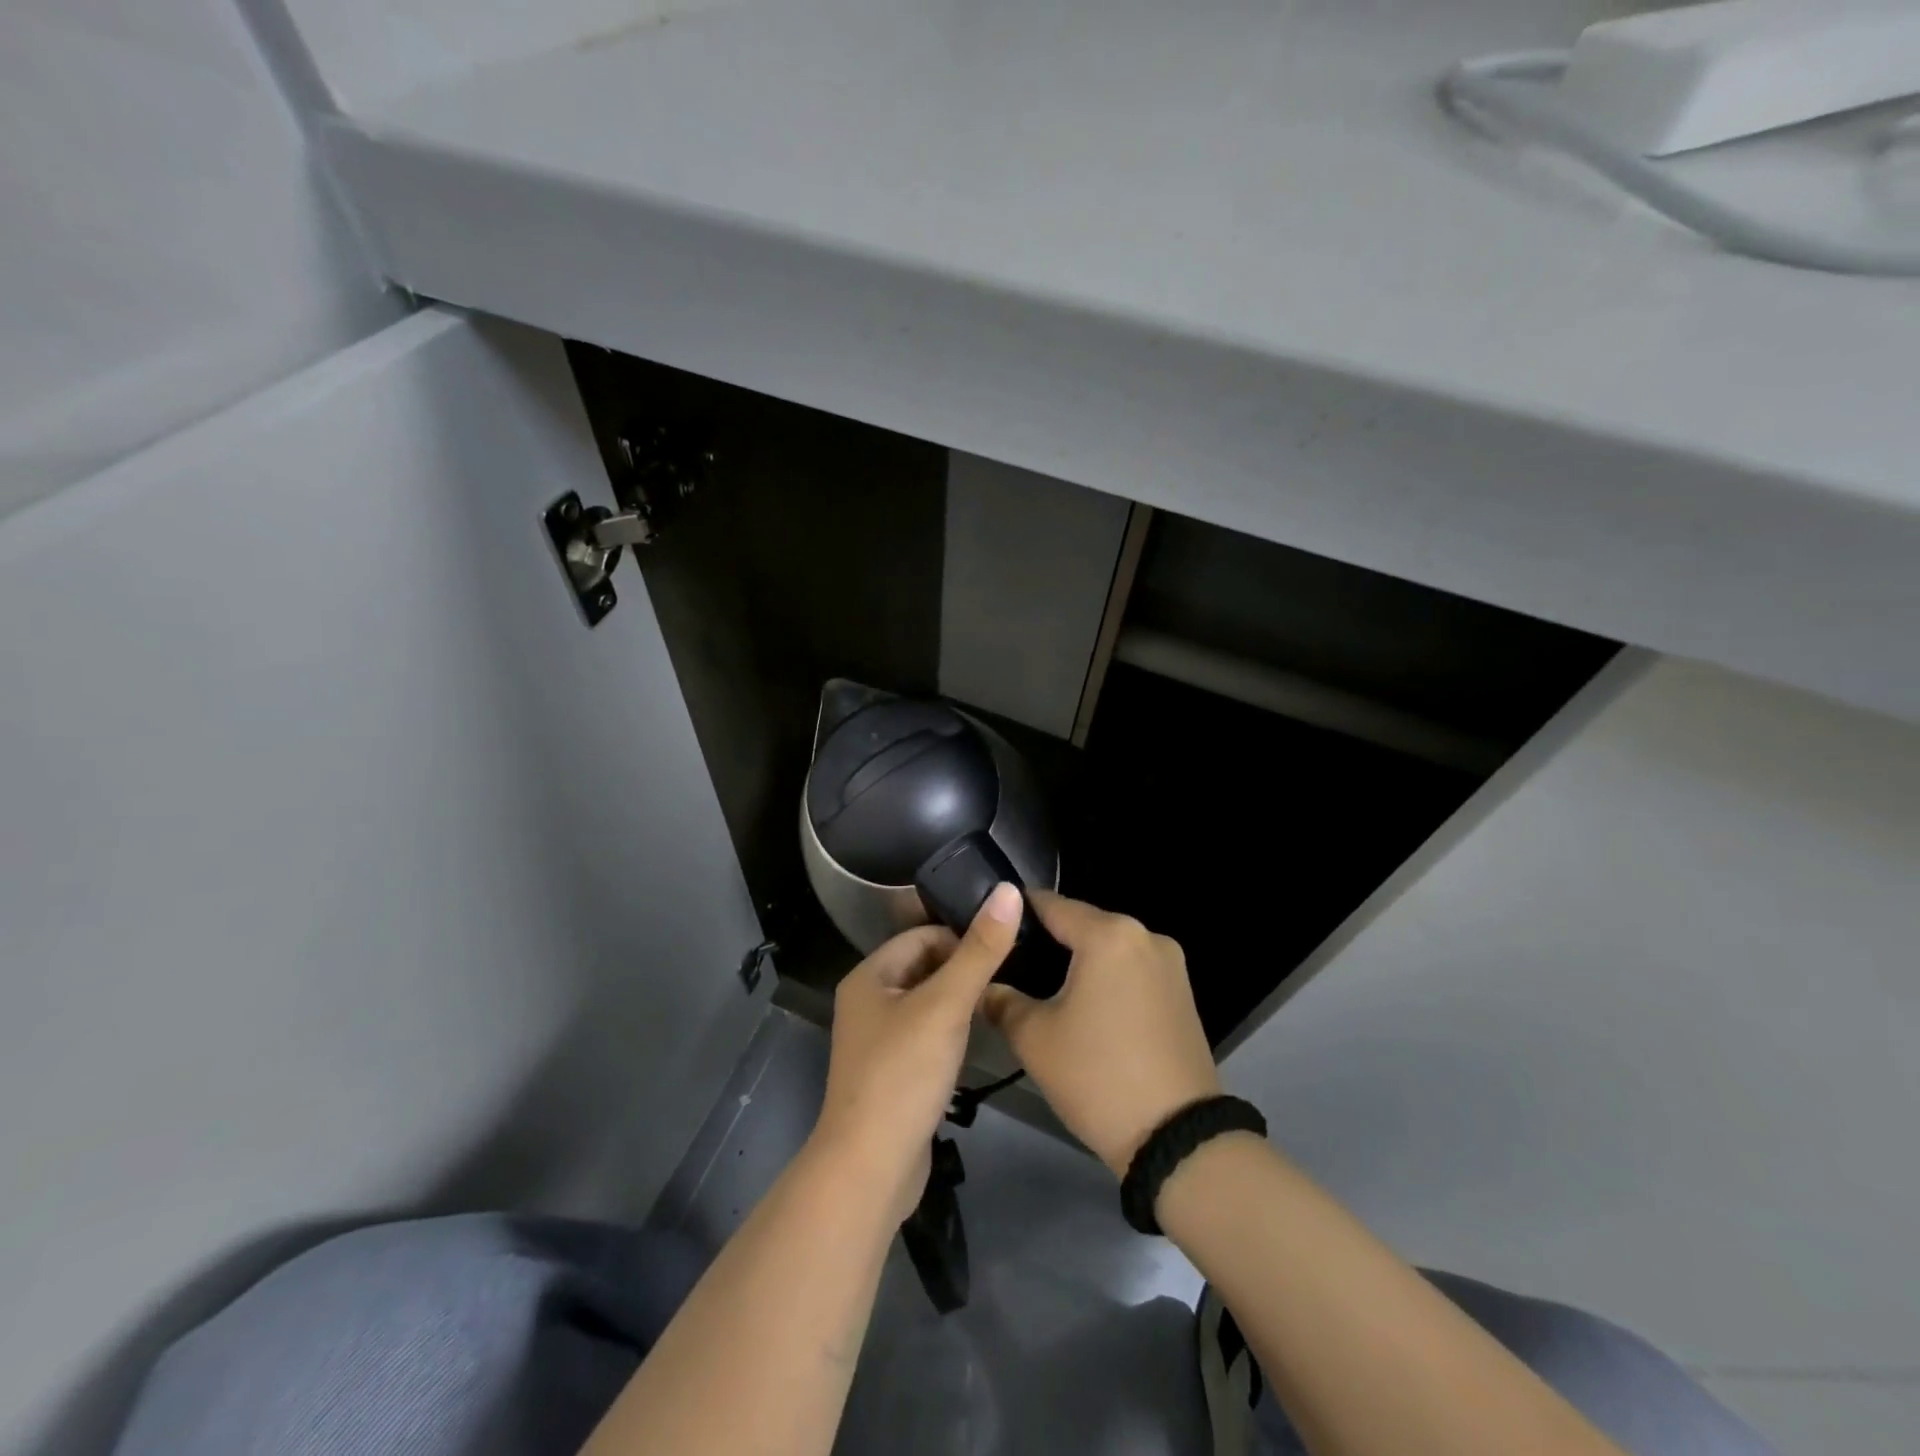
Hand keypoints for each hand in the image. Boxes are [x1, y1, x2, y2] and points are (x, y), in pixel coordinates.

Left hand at [811, 883, 1021, 1220]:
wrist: (870, 1168)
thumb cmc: (903, 1074)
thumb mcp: (946, 1005)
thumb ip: (979, 950)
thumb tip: (1008, 890)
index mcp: (869, 977)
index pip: (921, 936)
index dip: (961, 936)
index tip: (1003, 948)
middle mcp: (867, 1002)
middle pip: (923, 967)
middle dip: (962, 968)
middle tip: (1009, 975)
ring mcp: (877, 1041)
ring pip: (927, 1003)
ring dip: (959, 1001)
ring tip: (1000, 1003)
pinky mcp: (892, 1073)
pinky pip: (925, 1035)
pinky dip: (950, 1031)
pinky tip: (978, 1040)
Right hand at [982, 892, 1219, 1176]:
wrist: (1178, 1141)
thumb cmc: (1098, 1077)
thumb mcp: (1034, 1039)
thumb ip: (1001, 1001)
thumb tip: (984, 986)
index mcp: (1109, 934)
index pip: (1050, 904)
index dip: (1014, 913)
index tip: (988, 928)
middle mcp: (1145, 935)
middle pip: (1082, 924)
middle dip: (1046, 940)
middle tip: (1009, 965)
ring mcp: (1170, 963)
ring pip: (1108, 948)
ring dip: (1077, 962)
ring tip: (1041, 988)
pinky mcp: (1182, 992)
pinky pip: (1131, 970)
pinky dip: (1105, 978)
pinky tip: (1083, 1005)